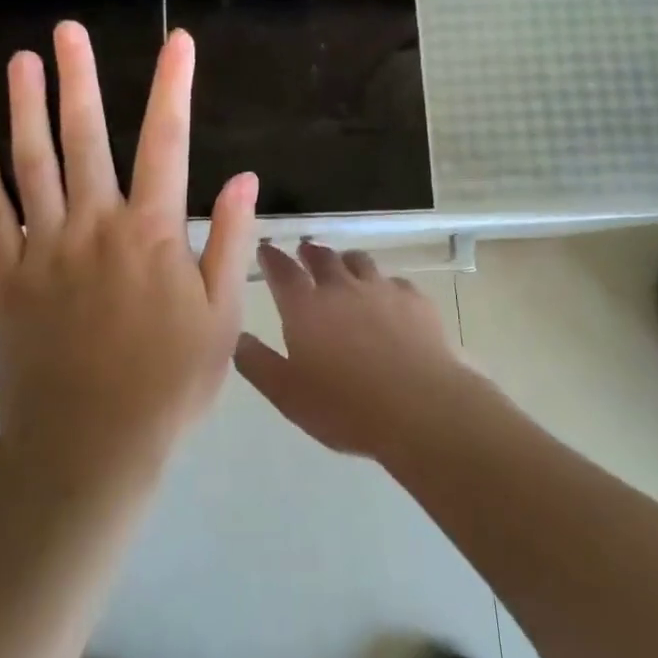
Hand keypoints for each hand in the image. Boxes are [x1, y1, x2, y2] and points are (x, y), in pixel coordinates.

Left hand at [0, 21, 258, 485]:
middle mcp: (95, 226)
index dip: (173, 88)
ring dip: (26, 110)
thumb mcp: (220, 318)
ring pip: (32, 164)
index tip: (178, 43)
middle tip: (68, 31)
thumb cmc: (168, 384)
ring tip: (20, 62)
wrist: (88, 448)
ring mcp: (44, 248)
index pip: (167, 143)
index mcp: (152, 234)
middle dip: (80, 79)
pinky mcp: (7, 276)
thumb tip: (246, 177)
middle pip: (86, 138)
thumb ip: (231, 242)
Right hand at [235, 241, 470, 461]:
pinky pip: (395, 281)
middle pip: (322, 257)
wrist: (420, 408)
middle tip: (304, 252)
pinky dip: (384, 285)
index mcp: (304, 306)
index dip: (270, 257)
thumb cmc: (345, 407)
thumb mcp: (287, 394)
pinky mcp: (415, 300)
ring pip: (359, 261)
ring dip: (346, 261)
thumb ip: (257, 363)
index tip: (265, 249)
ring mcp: (381, 289)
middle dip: (309, 252)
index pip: (281, 270)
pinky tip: (388, 299)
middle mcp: (340, 287)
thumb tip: (237, 337)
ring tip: (344, 267)